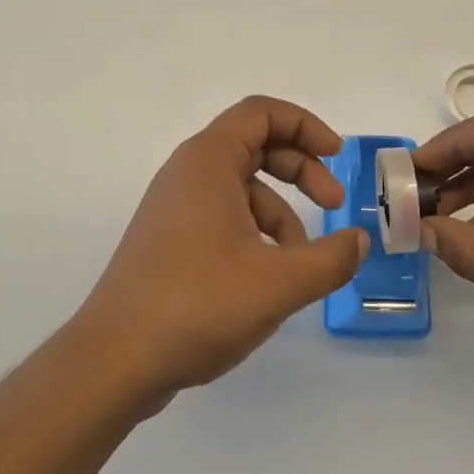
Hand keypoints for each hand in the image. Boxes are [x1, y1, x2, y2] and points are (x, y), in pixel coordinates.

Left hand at [74, 96, 368, 407]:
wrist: (115, 360)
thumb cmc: (198, 303)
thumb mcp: (278, 282)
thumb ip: (330, 259)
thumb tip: (358, 242)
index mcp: (208, 161)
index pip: (261, 113)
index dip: (305, 125)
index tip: (337, 156)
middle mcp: (188, 172)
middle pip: (255, 146)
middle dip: (301, 170)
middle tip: (333, 204)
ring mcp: (175, 207)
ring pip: (242, 188)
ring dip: (280, 214)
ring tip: (302, 264)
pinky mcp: (170, 240)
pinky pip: (223, 217)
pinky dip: (254, 235)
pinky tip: (268, 280)